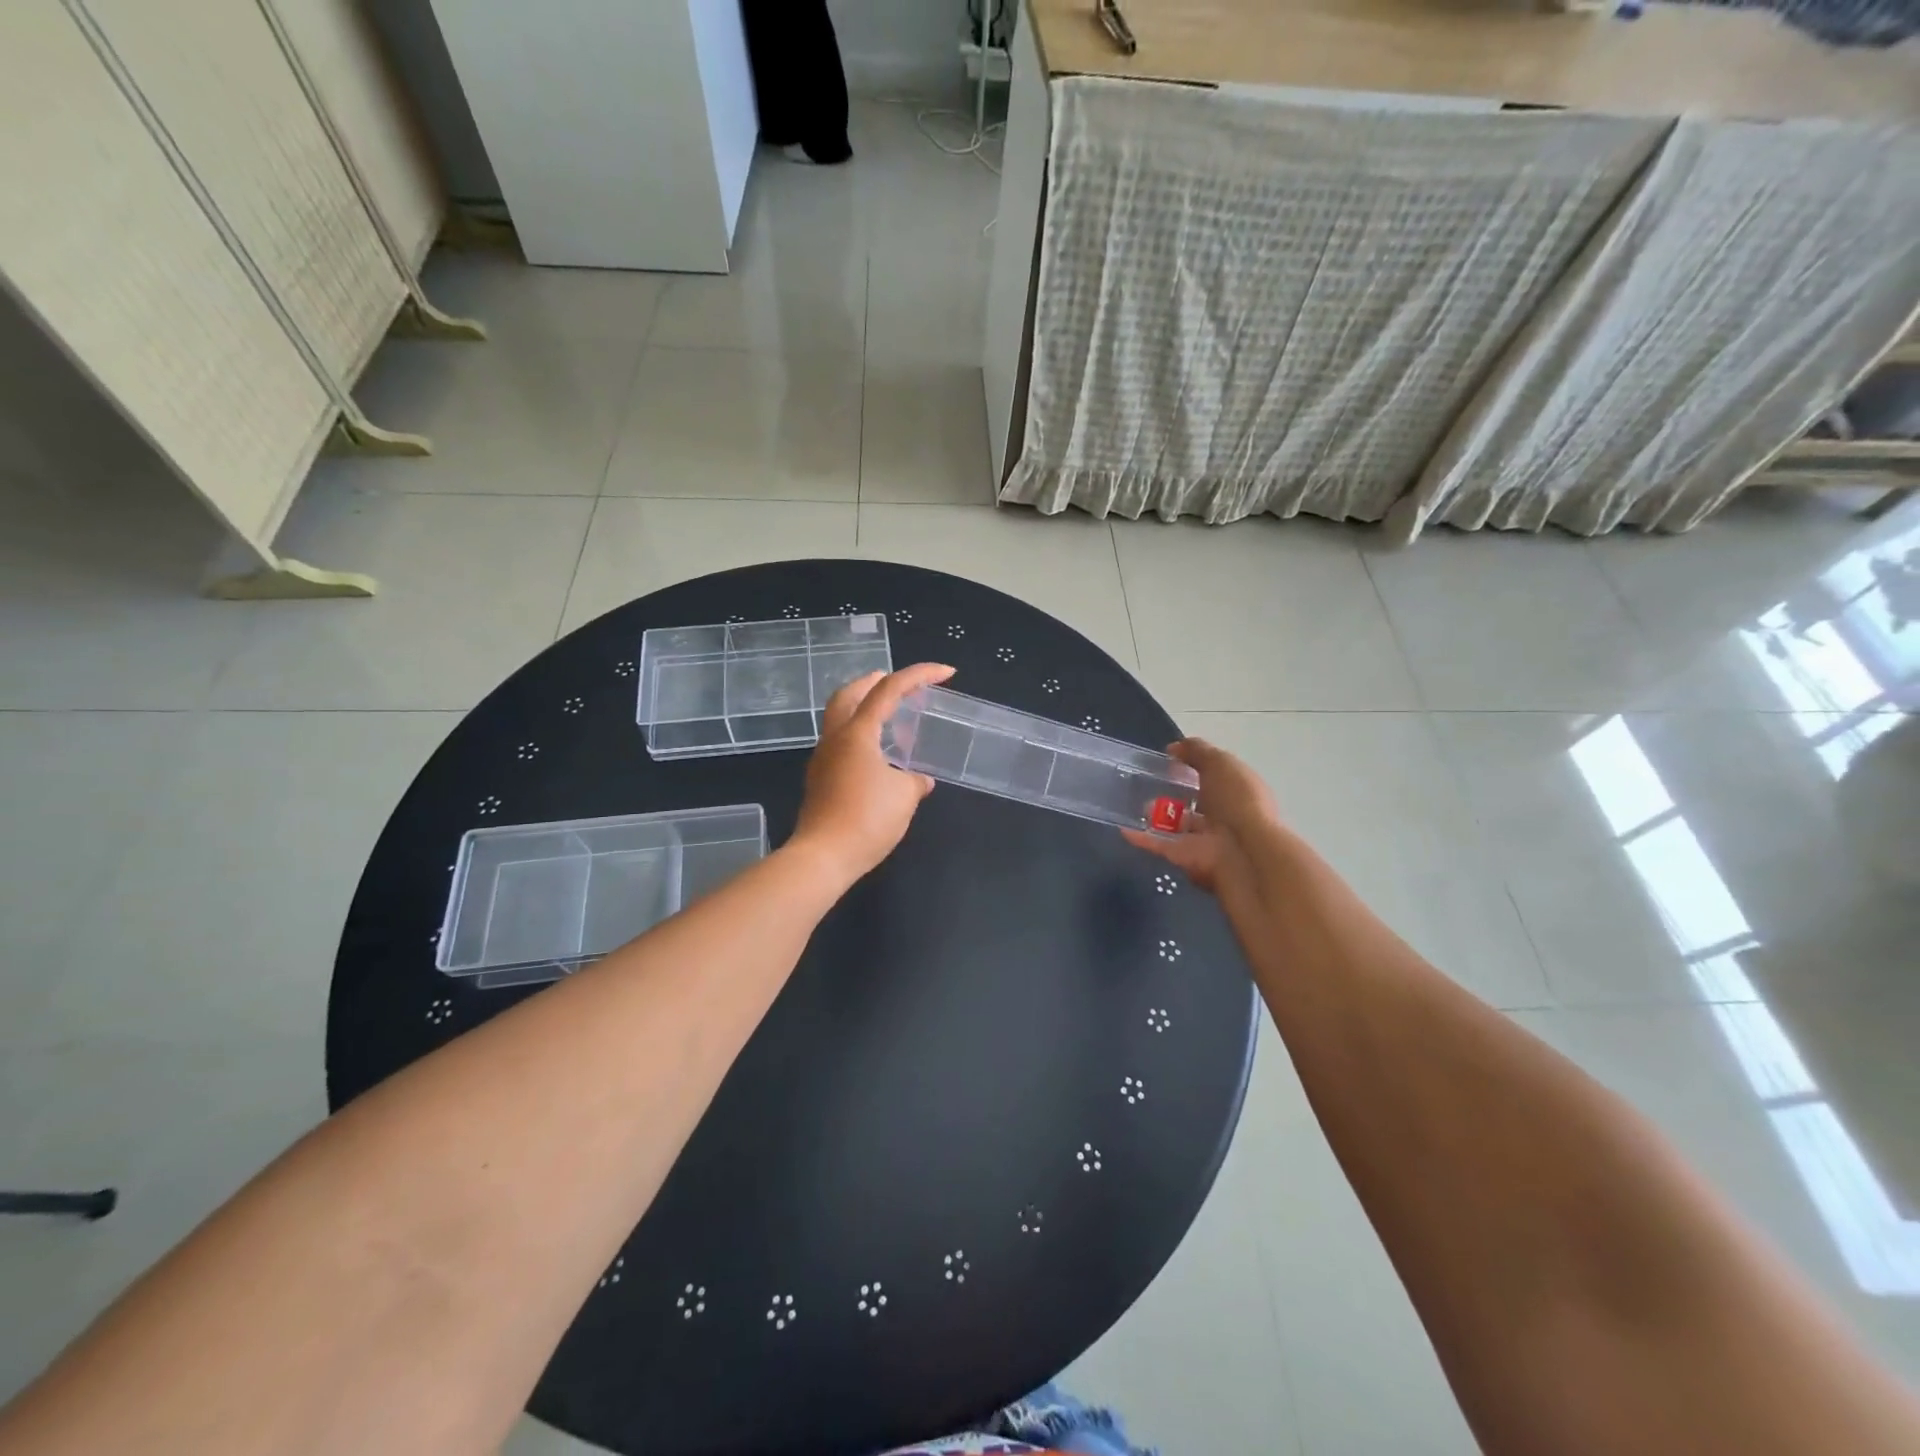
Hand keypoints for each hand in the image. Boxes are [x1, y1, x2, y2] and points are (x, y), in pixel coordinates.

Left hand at [790, 662, 955, 885]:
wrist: (823, 857)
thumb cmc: (867, 820)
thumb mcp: (904, 797)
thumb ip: (916, 781)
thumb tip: (920, 780)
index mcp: (857, 733)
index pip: (889, 689)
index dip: (920, 675)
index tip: (947, 673)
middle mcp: (835, 738)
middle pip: (850, 694)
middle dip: (875, 681)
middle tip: (899, 684)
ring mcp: (823, 759)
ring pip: (841, 719)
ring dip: (866, 710)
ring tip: (894, 720)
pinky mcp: (820, 780)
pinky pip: (842, 745)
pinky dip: (861, 737)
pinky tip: (880, 756)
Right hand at [1122, 738, 1280, 910]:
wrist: (1242, 853)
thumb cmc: (1236, 801)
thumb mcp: (1220, 763)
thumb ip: (1197, 751)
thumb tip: (1174, 748)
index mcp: (1238, 792)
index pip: (1216, 777)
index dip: (1196, 767)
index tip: (1171, 759)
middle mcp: (1225, 816)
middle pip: (1197, 804)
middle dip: (1176, 794)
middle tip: (1150, 783)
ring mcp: (1205, 840)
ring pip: (1178, 827)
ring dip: (1158, 817)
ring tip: (1138, 805)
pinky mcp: (1185, 858)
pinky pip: (1160, 845)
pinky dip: (1142, 838)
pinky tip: (1124, 829)